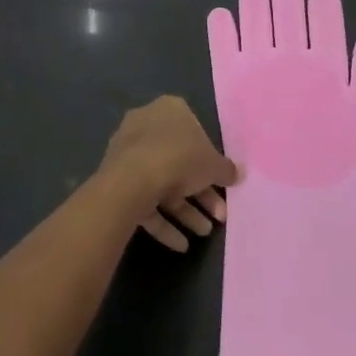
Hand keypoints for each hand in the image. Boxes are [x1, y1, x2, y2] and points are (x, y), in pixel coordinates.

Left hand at [99, 96, 240, 250]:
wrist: (132, 181)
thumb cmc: (179, 159)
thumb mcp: (213, 165)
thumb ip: (226, 170)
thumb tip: (239, 173)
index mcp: (169, 110)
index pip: (194, 130)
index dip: (210, 159)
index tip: (221, 181)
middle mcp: (146, 125)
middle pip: (179, 161)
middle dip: (201, 192)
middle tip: (219, 215)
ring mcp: (128, 153)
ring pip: (162, 182)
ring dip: (185, 209)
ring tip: (204, 232)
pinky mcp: (116, 180)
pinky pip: (145, 200)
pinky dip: (164, 221)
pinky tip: (181, 244)